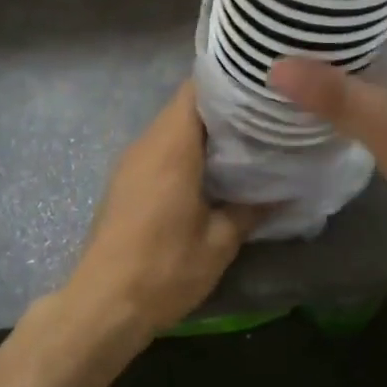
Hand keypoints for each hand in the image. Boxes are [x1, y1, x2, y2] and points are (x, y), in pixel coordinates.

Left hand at [61, 82, 261, 342]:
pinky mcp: (125, 181)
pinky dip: (185, 149)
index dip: (227, 82)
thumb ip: (250, 209)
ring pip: (171, 127)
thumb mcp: (219, 243)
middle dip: (223, 107)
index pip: (196, 89)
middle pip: (185, 106)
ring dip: (204, 130)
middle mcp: (148, 143)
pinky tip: (211, 170)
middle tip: (263, 116)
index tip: (258, 87)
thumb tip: (283, 191)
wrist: (102, 305)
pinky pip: (159, 148)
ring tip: (245, 141)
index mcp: (172, 147)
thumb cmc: (164, 269)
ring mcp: (131, 161)